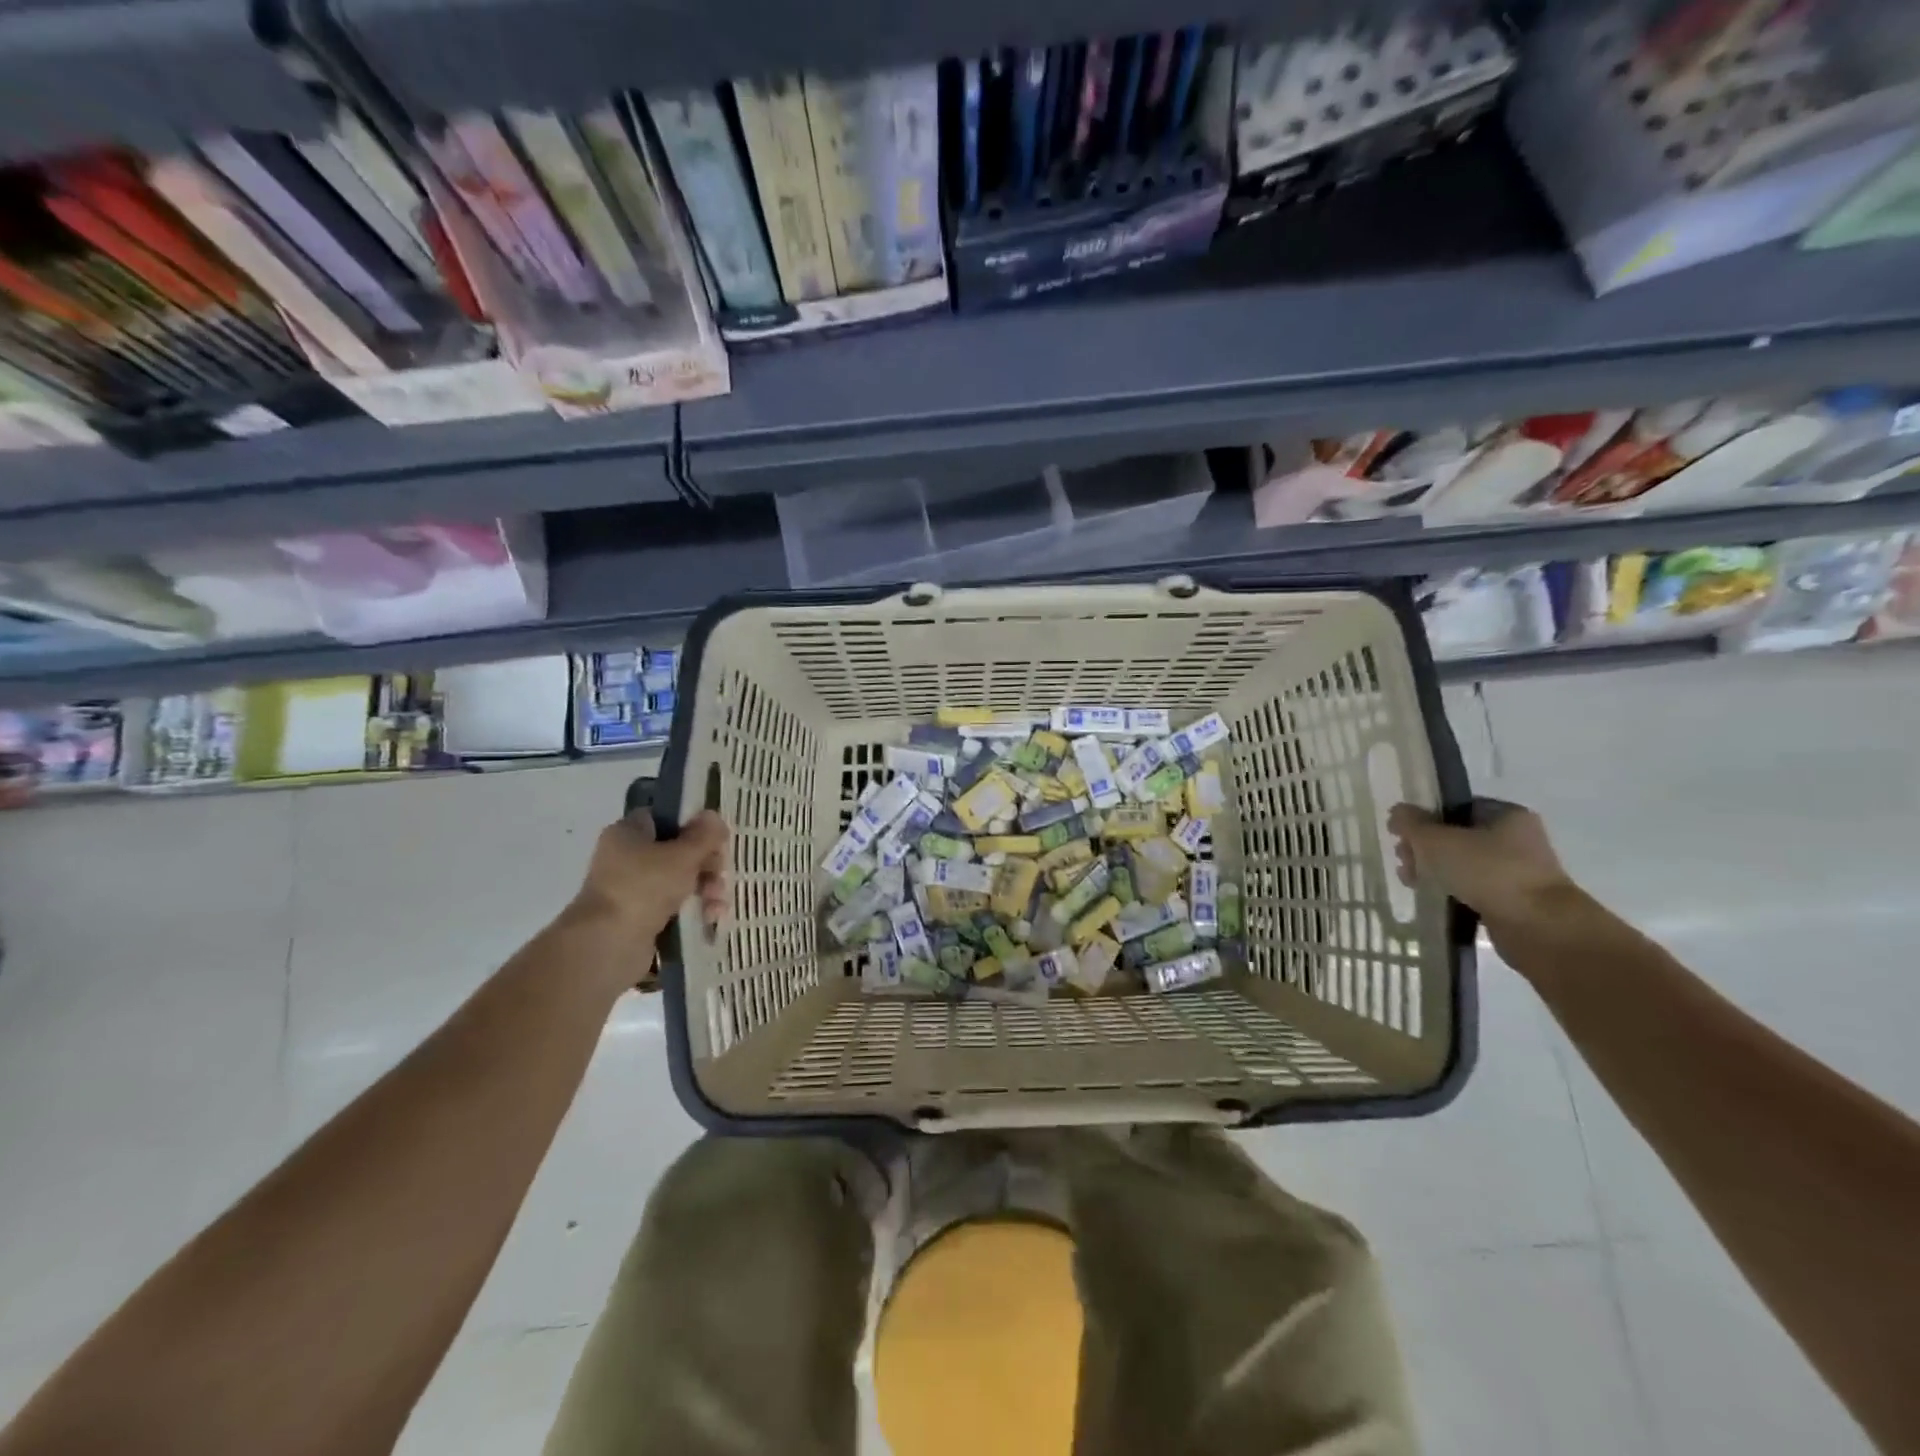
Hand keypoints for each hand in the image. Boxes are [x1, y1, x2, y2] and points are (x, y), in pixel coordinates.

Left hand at [569, 809, 729, 944]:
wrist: (608, 944)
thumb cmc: (644, 887)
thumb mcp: (683, 855)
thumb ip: (704, 835)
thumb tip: (714, 816)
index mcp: (628, 832)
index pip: (665, 817)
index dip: (692, 824)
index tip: (715, 837)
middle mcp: (626, 857)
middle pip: (677, 850)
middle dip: (706, 863)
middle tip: (719, 874)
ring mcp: (632, 889)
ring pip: (679, 880)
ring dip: (705, 888)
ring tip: (716, 903)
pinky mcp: (639, 917)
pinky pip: (673, 905)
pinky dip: (693, 909)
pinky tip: (710, 917)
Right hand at [1387, 798, 1579, 932]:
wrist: (1538, 926)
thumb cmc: (1488, 871)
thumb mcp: (1437, 840)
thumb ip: (1411, 823)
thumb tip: (1397, 813)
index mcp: (1506, 814)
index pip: (1455, 807)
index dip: (1424, 818)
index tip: (1401, 835)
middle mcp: (1517, 839)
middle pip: (1456, 836)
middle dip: (1424, 848)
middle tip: (1403, 860)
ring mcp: (1517, 871)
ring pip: (1462, 864)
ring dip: (1433, 871)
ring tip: (1411, 882)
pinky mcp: (1513, 900)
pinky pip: (1472, 888)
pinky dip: (1451, 891)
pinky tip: (1431, 898)